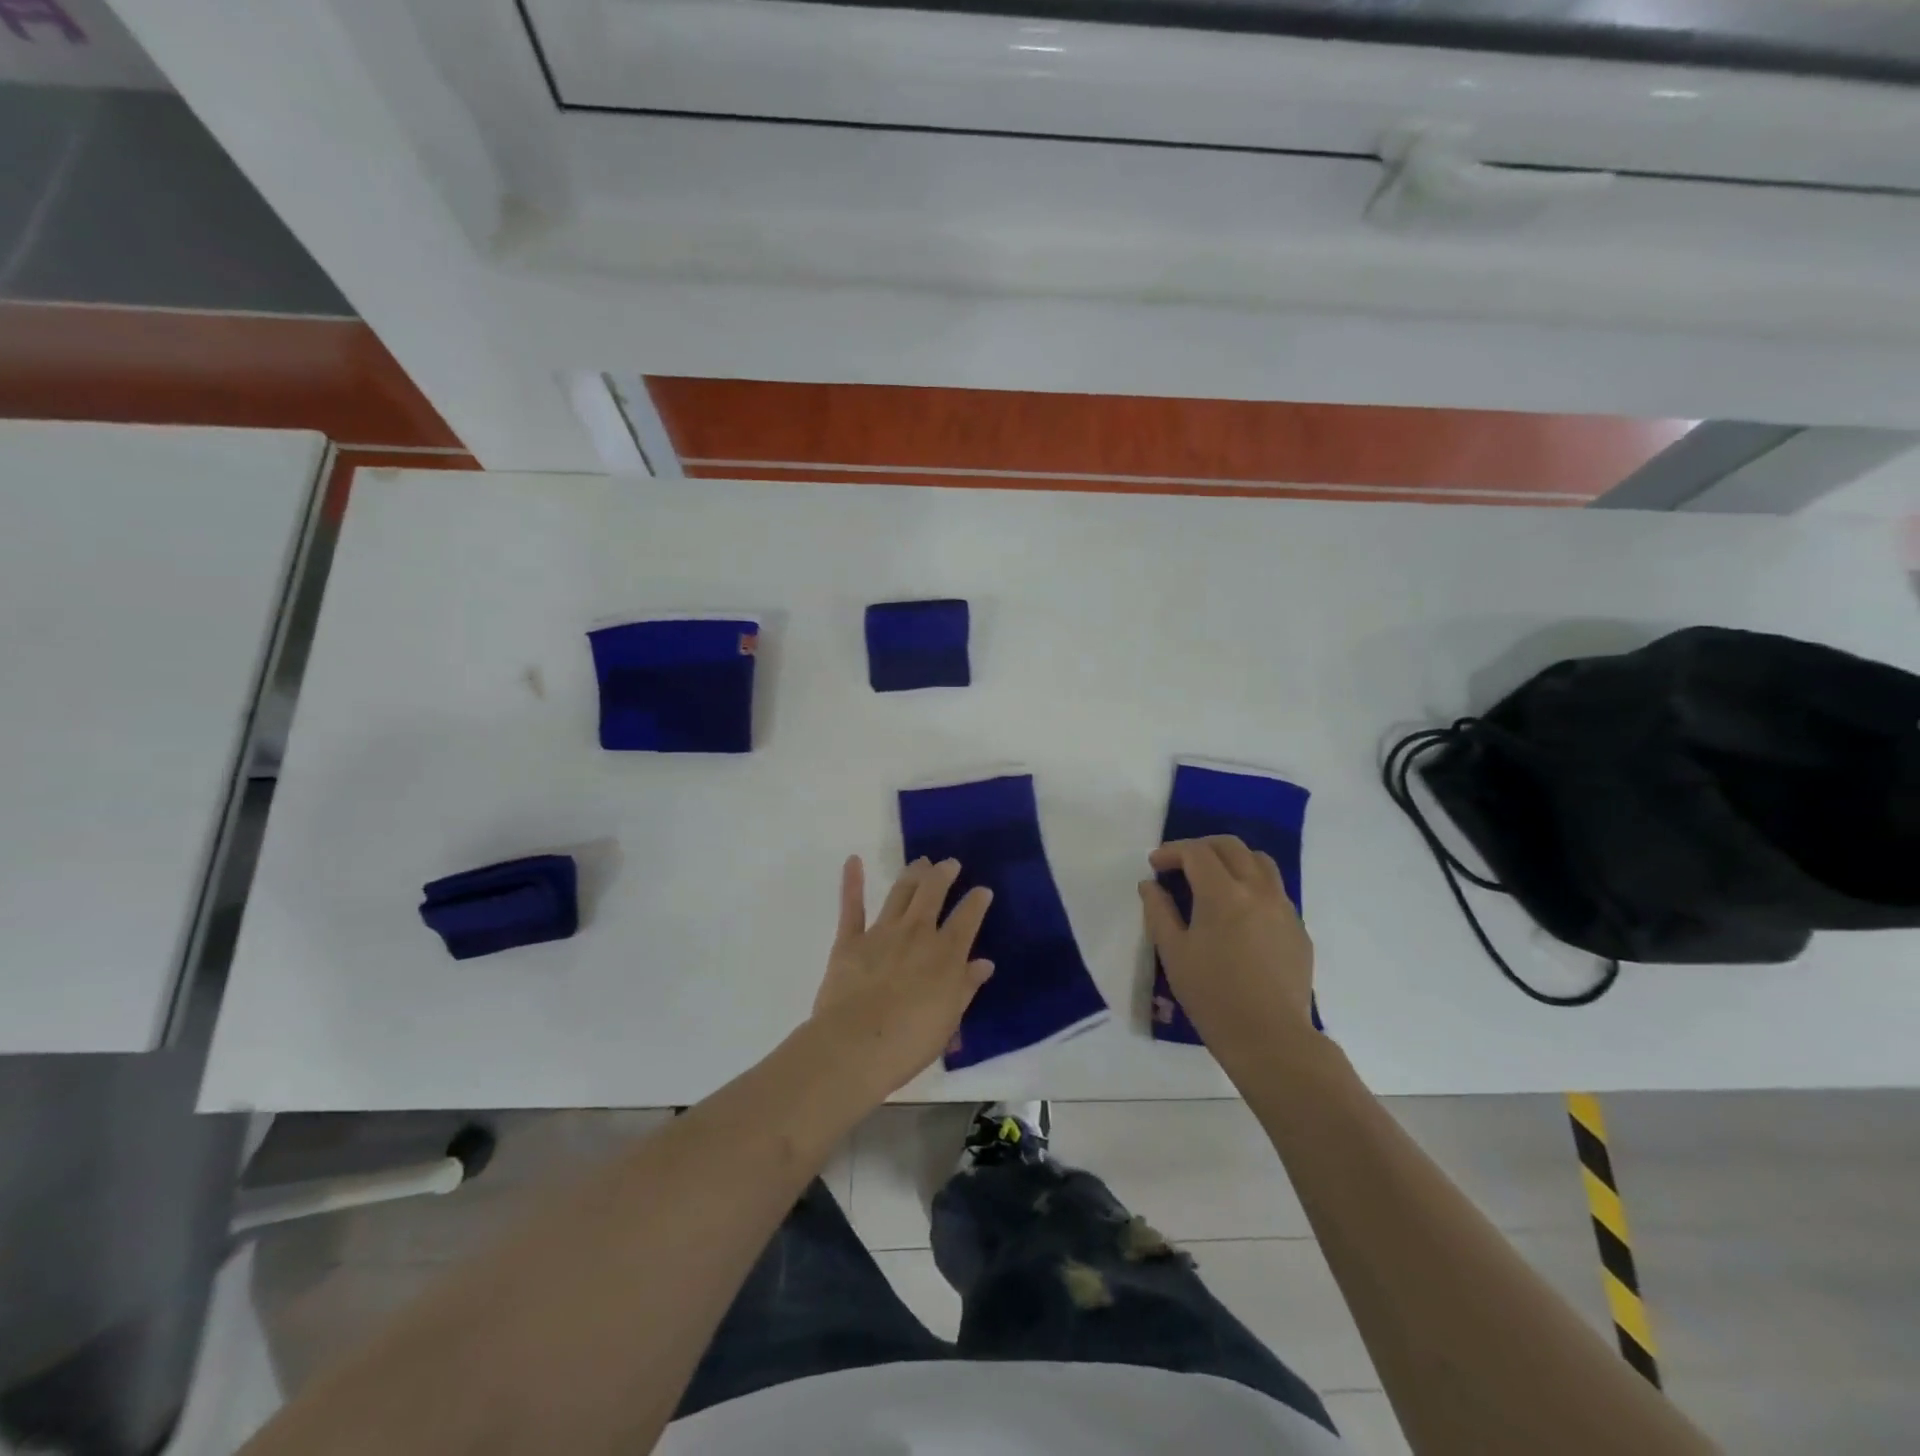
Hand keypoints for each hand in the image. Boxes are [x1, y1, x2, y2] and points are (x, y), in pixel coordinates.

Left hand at [809, 856, 994, 1097]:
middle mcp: (917, 934)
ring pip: (901, 893)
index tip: (983, 891)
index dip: (977, 901)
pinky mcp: (850, 941)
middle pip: (933, 893)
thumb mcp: (949, 1020)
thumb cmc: (909, 1042)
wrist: (855, 1046)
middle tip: (950, 863)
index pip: (967, 918)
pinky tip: (853, 861)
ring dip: (913, 874)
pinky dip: (852, 882)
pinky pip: (852, 907)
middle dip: (944, 874)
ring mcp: (882, 933)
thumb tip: (984, 963)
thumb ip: (966, 987)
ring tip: (921, 862)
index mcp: (946, 954)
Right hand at [1139, 836, 1315, 1059]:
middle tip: (1181, 864)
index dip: (1172, 852)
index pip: (1197, 852)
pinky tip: (1239, 912)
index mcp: (1223, 894)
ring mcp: (1284, 908)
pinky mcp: (1298, 928)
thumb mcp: (1173, 953)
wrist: (1270, 1038)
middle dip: (1201, 847)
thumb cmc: (1212, 996)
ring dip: (1232, 859)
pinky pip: (1275, 890)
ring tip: (1213, 878)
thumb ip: (1158, 911)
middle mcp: (1258, 890)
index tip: (1155, 865)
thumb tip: (1150, 884)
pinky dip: (1252, 885)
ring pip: (1260, 862)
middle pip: (1231, 847)